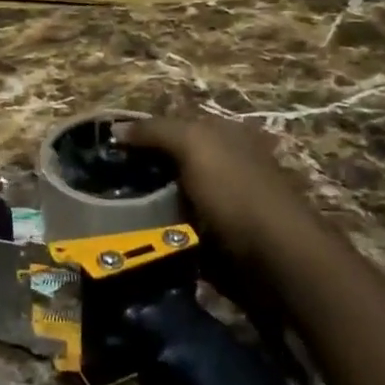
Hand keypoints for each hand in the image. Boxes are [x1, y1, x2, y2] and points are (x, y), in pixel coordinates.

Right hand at [114, 116, 312, 262]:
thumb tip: (116, 128)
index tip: (110, 151)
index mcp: (225, 135)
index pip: (175, 126)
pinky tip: (142, 238)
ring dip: (150, 208)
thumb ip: (156, 131)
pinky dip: (164, 234)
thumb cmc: (236, 192)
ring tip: (115, 215)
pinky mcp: (222, 240)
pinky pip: (182, 231)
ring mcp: (225, 205)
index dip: (143, 134)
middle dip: (143, 173)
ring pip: (175, 199)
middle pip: (174, 163)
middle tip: (106, 185)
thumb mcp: (194, 145)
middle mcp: (226, 165)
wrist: (277, 259)